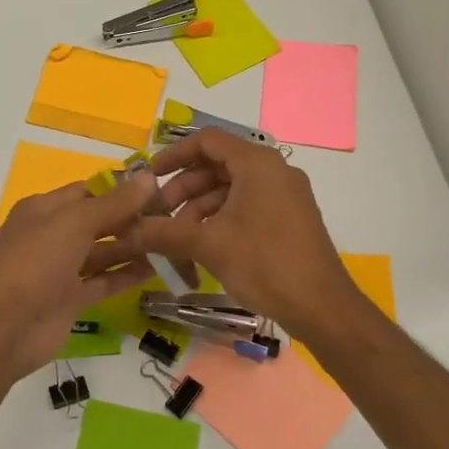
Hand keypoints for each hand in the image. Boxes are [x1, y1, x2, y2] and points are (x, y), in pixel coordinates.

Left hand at [0, 173, 158, 382]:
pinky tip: (157, 269)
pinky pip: (103, 281)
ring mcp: (61, 269)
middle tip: (174, 217)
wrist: (2, 328)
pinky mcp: (70, 299)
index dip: (121, 189)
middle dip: (132, 218)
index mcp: (45, 210)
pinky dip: (126, 275)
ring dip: (134, 247)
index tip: (160, 188)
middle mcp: (53, 235)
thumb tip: (149, 177)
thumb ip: (113, 203)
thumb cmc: (34, 263)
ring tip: (173, 241)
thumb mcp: (73, 223)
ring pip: (103, 252)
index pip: (89, 191)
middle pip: (99, 221)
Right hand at [124, 129, 370, 345]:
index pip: (207, 141)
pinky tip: (203, 247)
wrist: (322, 307)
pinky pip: (247, 206)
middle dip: (183, 189)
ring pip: (231, 189)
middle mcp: (274, 170)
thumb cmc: (265, 264)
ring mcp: (285, 195)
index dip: (174, 155)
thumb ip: (164, 232)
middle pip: (217, 166)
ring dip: (199, 209)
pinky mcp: (289, 219)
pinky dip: (221, 219)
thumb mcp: (208, 245)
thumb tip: (126, 230)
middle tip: (159, 216)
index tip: (149, 177)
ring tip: (176, 239)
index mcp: (257, 163)